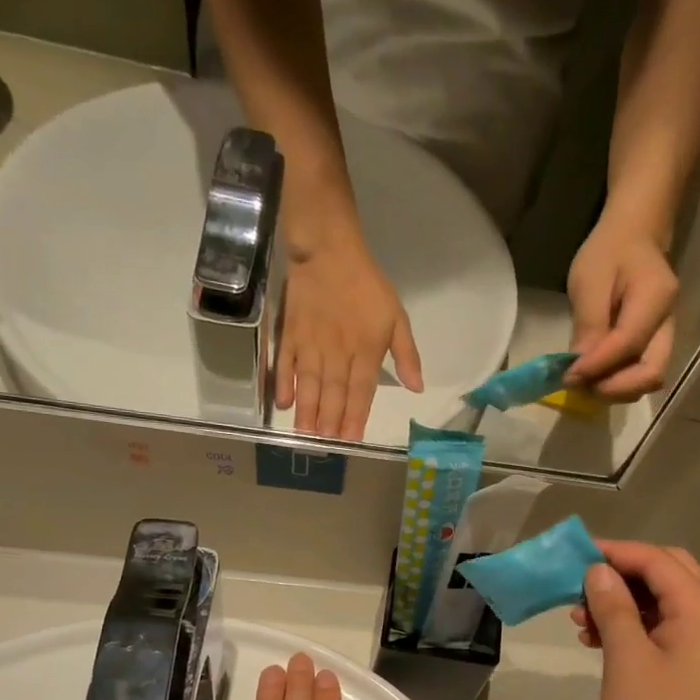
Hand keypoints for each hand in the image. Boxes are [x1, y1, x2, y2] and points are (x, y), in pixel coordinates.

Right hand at [277, 234, 422, 439]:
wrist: (329, 251)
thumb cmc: (367, 286)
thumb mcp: (397, 317)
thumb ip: (406, 355)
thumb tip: (417, 388)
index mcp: (366, 351)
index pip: (361, 393)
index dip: (355, 418)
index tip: (351, 441)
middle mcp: (337, 354)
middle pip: (333, 394)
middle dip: (329, 423)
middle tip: (324, 447)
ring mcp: (311, 345)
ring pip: (309, 385)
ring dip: (307, 412)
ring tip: (304, 436)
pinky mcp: (290, 334)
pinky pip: (285, 363)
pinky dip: (283, 383)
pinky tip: (283, 404)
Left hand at [565, 215, 677, 401]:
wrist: (635, 236)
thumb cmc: (609, 252)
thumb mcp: (589, 280)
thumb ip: (588, 325)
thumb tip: (579, 370)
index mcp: (656, 298)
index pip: (629, 344)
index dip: (597, 367)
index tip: (568, 376)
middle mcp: (668, 323)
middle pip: (651, 374)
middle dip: (613, 389)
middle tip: (580, 385)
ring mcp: (666, 336)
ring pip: (648, 379)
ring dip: (615, 389)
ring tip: (585, 382)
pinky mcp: (656, 345)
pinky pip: (640, 373)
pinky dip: (618, 382)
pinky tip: (595, 375)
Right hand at [570, 541, 699, 699]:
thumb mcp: (627, 659)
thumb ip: (614, 608)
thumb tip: (599, 571)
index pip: (656, 561)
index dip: (615, 552)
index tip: (575, 554)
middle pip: (665, 573)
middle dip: (621, 573)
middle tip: (581, 583)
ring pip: (662, 602)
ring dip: (623, 602)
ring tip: (580, 619)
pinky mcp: (695, 664)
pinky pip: (663, 628)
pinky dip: (633, 626)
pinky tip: (598, 640)